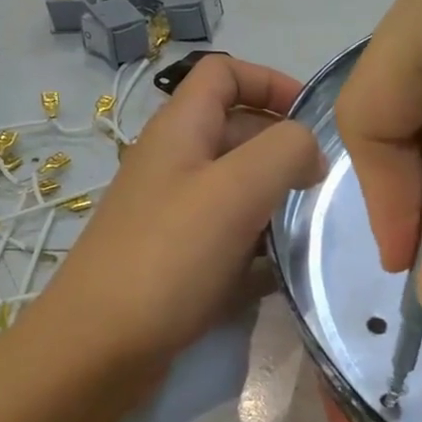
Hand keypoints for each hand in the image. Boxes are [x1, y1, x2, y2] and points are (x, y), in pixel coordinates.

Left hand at [26, 56, 324, 373]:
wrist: (98, 349)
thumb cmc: (167, 257)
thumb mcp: (235, 189)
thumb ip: (285, 151)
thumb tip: (310, 153)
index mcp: (179, 130)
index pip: (224, 72)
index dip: (271, 81)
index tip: (312, 120)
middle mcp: (174, 164)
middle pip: (238, 130)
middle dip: (284, 149)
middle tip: (323, 187)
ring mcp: (173, 214)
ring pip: (237, 188)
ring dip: (276, 200)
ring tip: (310, 228)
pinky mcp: (178, 260)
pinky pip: (230, 236)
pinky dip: (259, 245)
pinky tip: (283, 270)